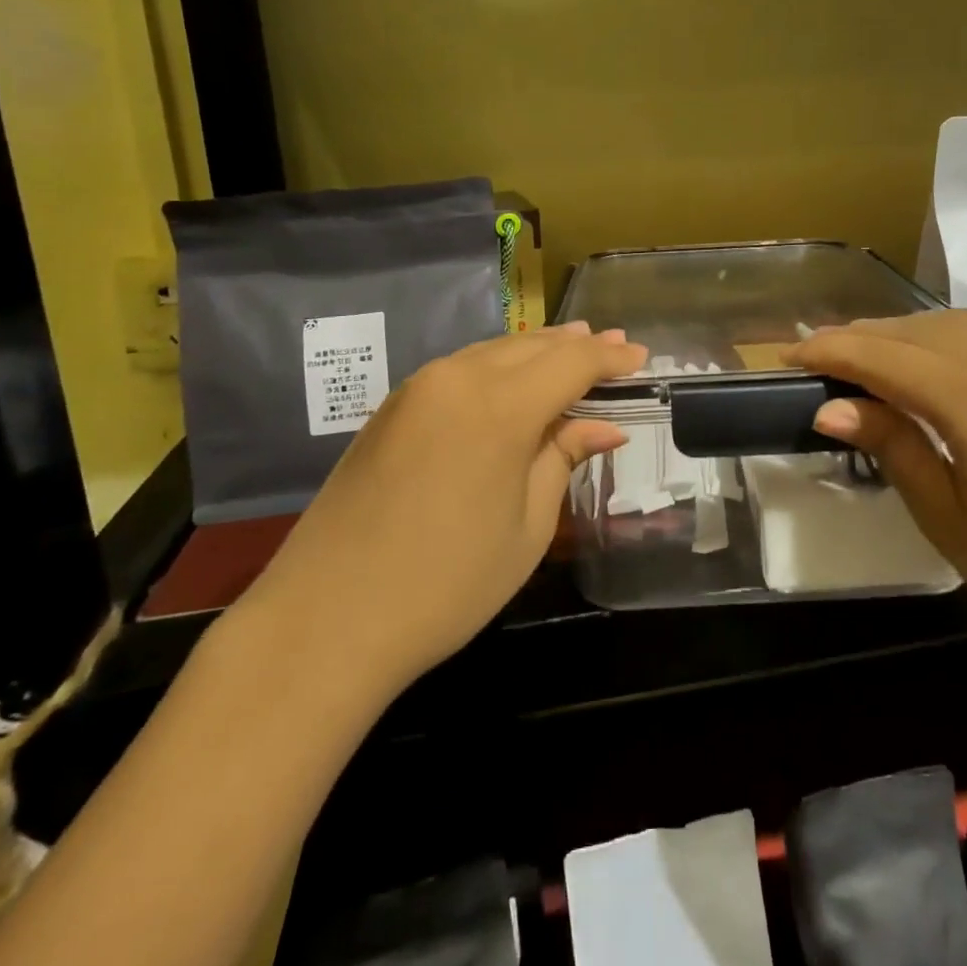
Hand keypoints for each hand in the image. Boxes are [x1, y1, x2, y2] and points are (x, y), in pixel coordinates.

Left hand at [240, 324, 645, 692]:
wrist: (326, 620)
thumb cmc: (445, 585)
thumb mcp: (525, 528)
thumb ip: (562, 459)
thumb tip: (603, 426)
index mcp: (499, 407)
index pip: (571, 363)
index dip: (609, 359)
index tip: (640, 357)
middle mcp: (457, 378)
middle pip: (531, 347)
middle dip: (577, 345)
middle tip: (614, 346)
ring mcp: (418, 388)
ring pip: (493, 351)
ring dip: (537, 350)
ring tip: (572, 349)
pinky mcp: (392, 406)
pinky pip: (461, 368)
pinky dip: (498, 365)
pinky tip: (513, 377)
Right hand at [790, 311, 966, 692]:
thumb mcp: (948, 519)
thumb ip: (892, 446)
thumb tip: (831, 405)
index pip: (885, 358)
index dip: (831, 352)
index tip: (787, 358)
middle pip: (918, 331)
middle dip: (862, 338)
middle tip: (819, 359)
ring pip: (958, 325)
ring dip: (905, 334)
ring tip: (867, 359)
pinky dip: (950, 340)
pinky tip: (935, 366)